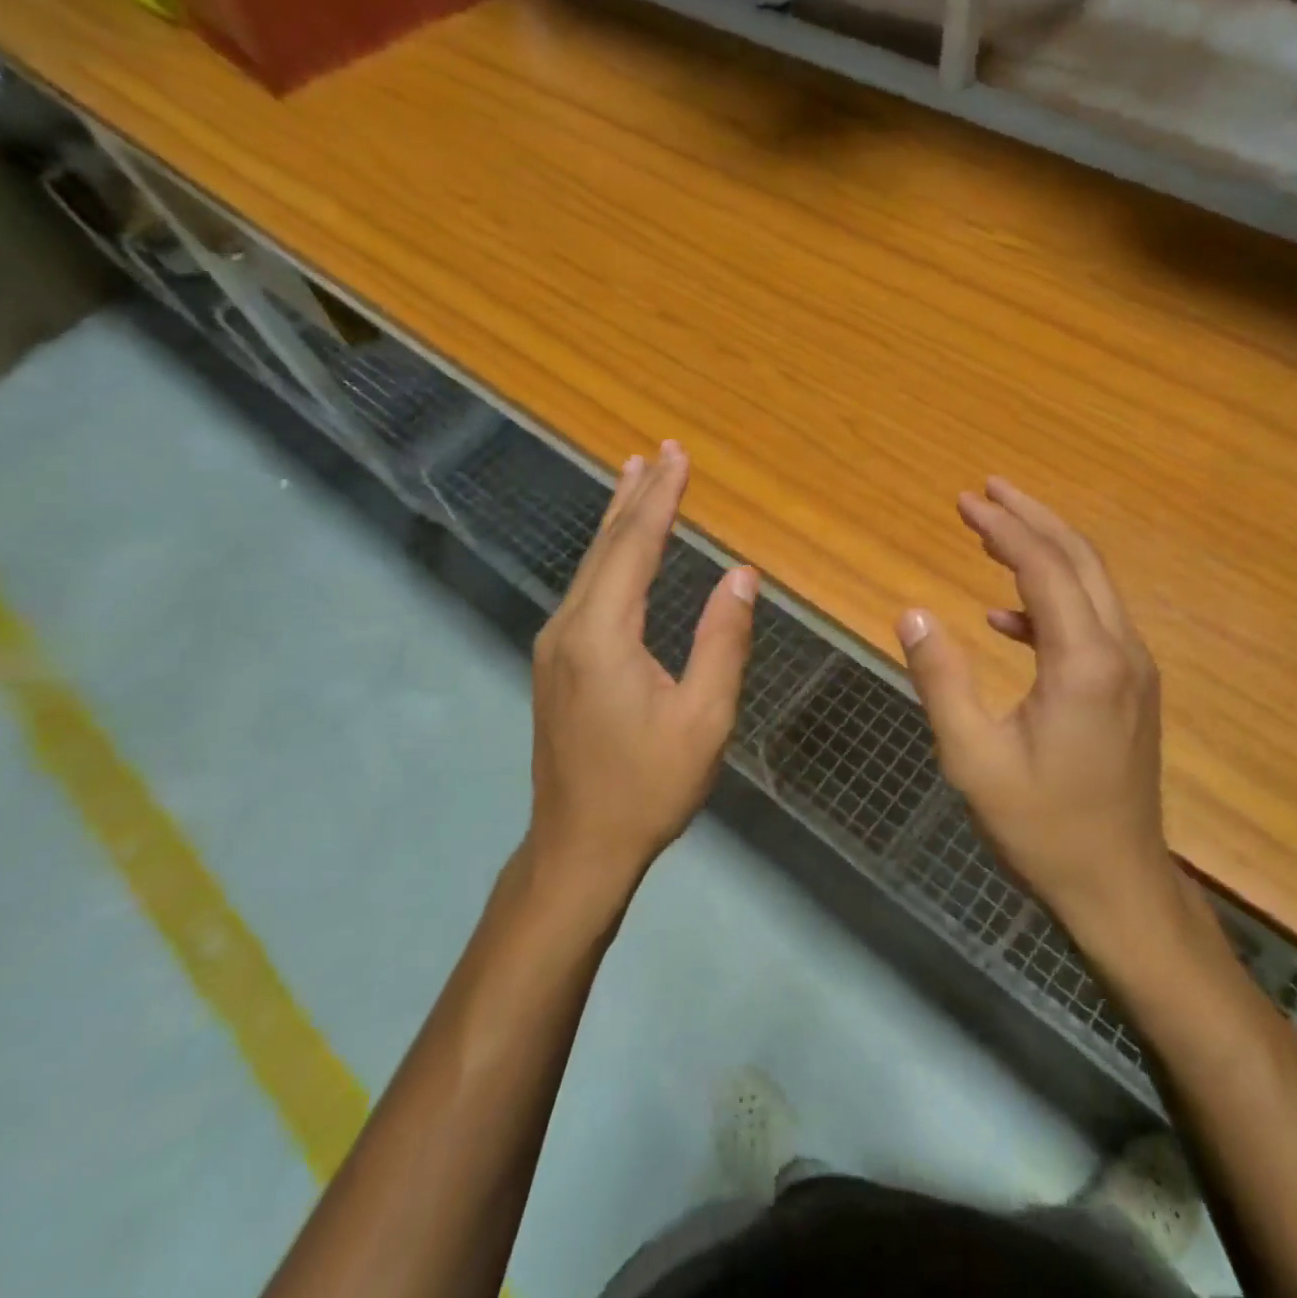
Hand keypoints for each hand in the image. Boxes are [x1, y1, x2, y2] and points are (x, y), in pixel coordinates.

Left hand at [528, 441, 757, 900]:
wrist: (578, 846)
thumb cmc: (649, 786)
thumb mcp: (704, 718)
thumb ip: (723, 640)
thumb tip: (742, 575)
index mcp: (603, 634)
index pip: (635, 546)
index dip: (661, 498)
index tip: (678, 457)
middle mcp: (569, 627)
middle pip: (606, 545)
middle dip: (635, 495)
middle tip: (658, 451)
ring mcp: (554, 644)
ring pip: (590, 565)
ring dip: (617, 520)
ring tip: (634, 478)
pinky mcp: (555, 662)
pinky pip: (585, 590)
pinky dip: (608, 555)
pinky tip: (619, 550)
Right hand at [896, 478, 1178, 935]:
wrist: (1116, 886)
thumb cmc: (1041, 825)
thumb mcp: (973, 756)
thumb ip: (941, 677)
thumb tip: (911, 612)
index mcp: (1084, 662)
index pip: (1044, 567)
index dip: (1003, 527)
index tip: (965, 501)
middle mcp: (1120, 652)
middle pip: (1080, 559)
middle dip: (1031, 518)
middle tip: (987, 490)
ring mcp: (1133, 670)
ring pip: (1092, 586)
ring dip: (1044, 552)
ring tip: (993, 533)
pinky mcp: (1129, 690)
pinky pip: (1090, 623)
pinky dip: (1048, 603)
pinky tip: (1005, 619)